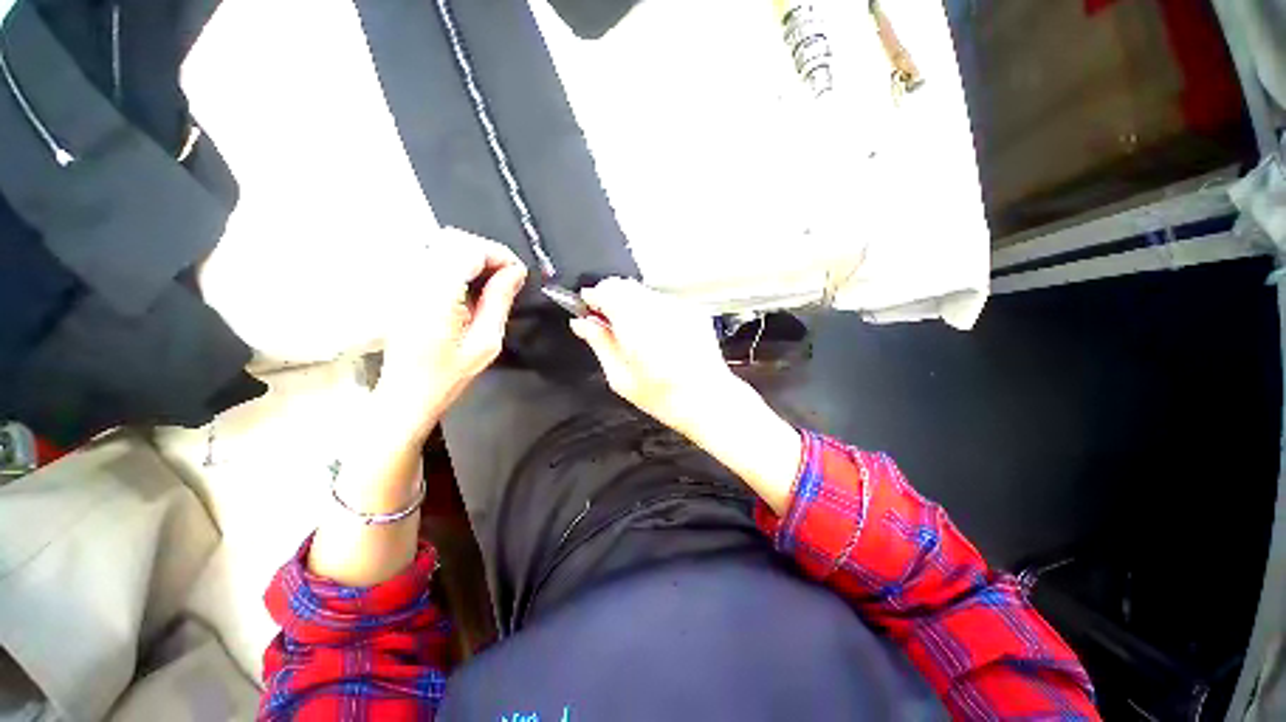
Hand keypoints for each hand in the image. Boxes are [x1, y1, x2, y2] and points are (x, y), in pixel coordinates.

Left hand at [375, 228, 526, 437]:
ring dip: (472, 256)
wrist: (406, 393)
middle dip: (487, 252)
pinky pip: (432, 257)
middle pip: (454, 239)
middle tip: (508, 277)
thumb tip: (516, 273)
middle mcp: (414, 280)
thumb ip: (499, 301)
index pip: (469, 249)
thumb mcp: (485, 342)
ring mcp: (404, 281)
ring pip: (441, 244)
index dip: (499, 254)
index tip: (518, 273)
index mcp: (435, 294)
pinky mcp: (402, 286)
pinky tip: (469, 286)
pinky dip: (457, 263)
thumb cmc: (448, 375)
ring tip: (492, 281)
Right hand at [570, 278, 739, 433]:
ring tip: (635, 336)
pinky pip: (663, 302)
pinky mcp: (692, 311)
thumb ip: (599, 343)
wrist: (707, 400)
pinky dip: (652, 312)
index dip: (592, 298)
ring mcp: (678, 308)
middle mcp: (658, 310)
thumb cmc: (665, 396)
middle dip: (611, 299)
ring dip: (631, 306)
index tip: (588, 310)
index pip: (606, 290)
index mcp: (636, 324)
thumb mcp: (620, 377)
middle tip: (608, 325)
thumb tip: (582, 324)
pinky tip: (656, 336)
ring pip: (643, 292)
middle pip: (624, 285)